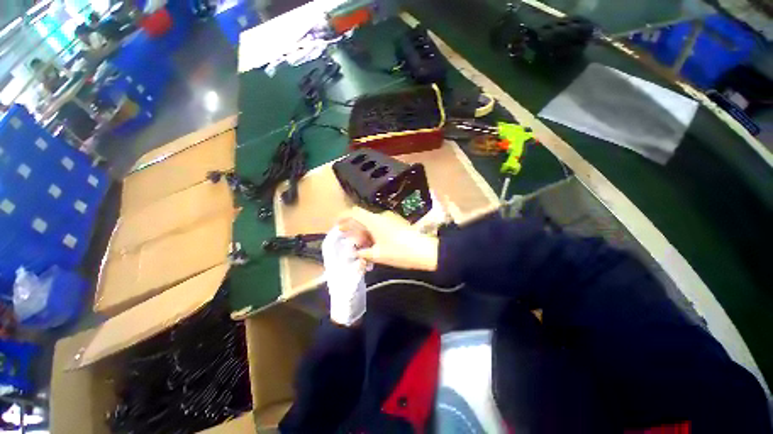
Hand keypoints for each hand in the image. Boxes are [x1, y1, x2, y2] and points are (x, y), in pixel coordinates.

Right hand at [337, 207, 438, 271]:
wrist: (425, 251)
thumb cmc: (399, 252)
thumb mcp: (378, 255)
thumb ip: (364, 253)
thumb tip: (357, 253)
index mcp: (374, 220)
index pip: (354, 212)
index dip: (343, 217)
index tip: (337, 225)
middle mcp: (381, 216)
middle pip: (362, 218)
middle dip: (354, 229)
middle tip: (350, 241)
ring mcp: (390, 219)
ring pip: (371, 222)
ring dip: (364, 232)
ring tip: (362, 247)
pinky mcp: (397, 223)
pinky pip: (380, 225)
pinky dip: (373, 233)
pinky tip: (374, 245)